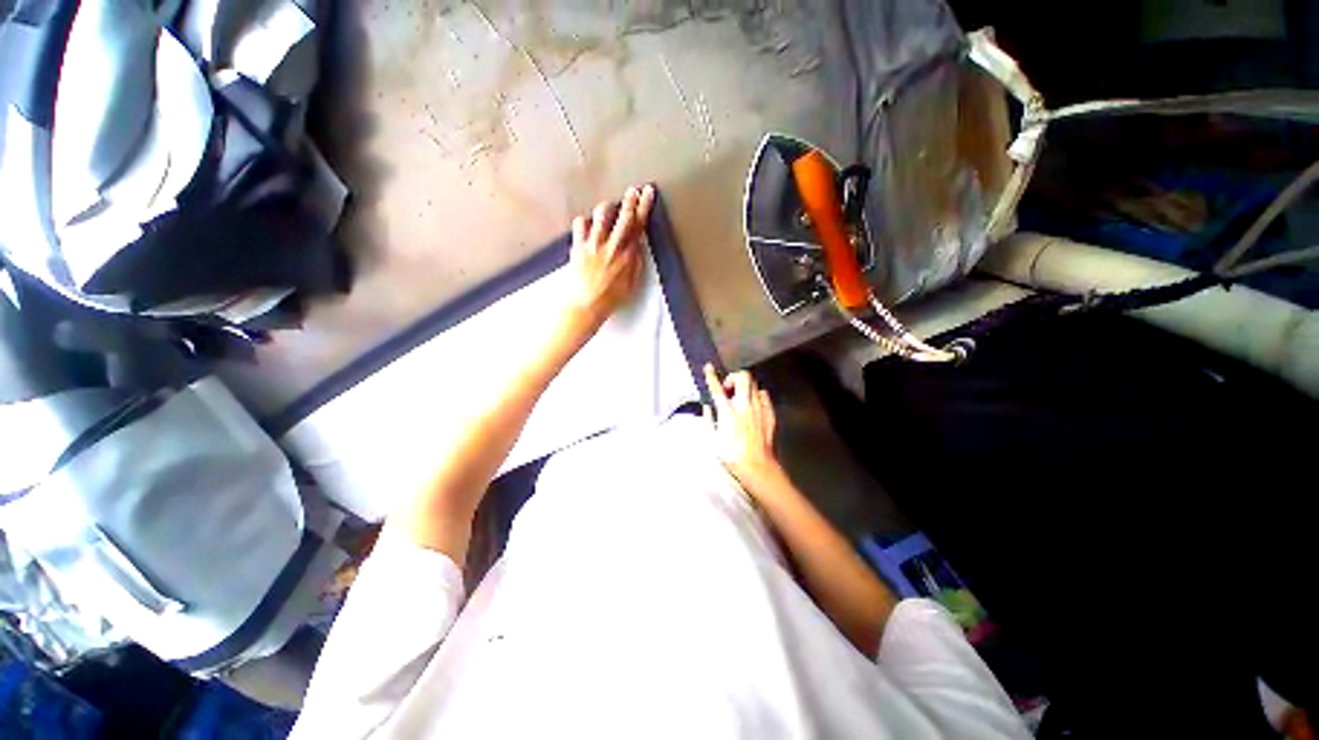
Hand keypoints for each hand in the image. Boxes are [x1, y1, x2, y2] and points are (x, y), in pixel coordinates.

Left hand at [565, 184, 654, 329]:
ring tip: (608, 208)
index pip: (639, 225)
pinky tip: (586, 225)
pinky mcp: (579, 246)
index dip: (644, 207)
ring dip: (606, 208)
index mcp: (627, 255)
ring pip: (601, 214)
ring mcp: (594, 244)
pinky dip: (583, 222)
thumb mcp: (632, 284)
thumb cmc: (611, 298)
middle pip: (623, 216)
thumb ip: (636, 262)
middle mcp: (612, 246)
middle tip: (633, 191)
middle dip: (630, 200)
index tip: (648, 194)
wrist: (587, 304)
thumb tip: (638, 245)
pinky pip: (579, 224)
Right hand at [703, 363, 780, 491]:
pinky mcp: (769, 414)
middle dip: (734, 377)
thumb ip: (709, 419)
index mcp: (727, 411)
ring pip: (754, 384)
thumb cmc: (732, 456)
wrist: (757, 466)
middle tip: (728, 388)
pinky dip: (757, 396)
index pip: (717, 387)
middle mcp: (744, 405)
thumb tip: (708, 407)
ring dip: (745, 387)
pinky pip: (764, 396)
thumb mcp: (713, 439)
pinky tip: (753, 405)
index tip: (709, 368)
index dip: (711, 375)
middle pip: (743, 377)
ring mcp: (759, 408)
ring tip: (740, 397)